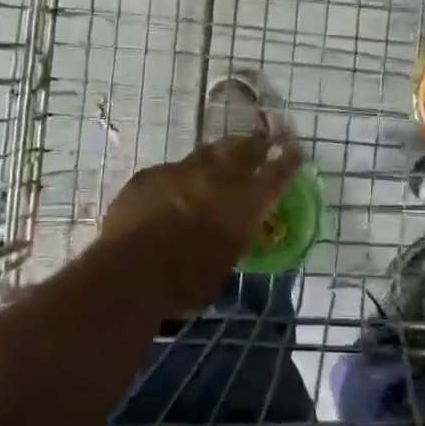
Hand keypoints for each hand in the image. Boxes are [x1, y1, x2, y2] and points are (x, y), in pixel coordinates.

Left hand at [97, 133, 302, 313]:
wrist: (129, 271)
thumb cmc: (185, 282)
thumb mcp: (224, 267)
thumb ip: (231, 241)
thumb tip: (227, 236)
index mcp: (245, 203)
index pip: (276, 174)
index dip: (288, 162)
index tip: (294, 151)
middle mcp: (218, 177)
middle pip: (244, 148)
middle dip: (255, 145)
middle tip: (260, 143)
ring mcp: (181, 170)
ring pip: (207, 152)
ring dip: (218, 155)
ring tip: (221, 158)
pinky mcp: (150, 174)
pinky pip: (171, 170)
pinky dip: (179, 177)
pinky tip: (174, 189)